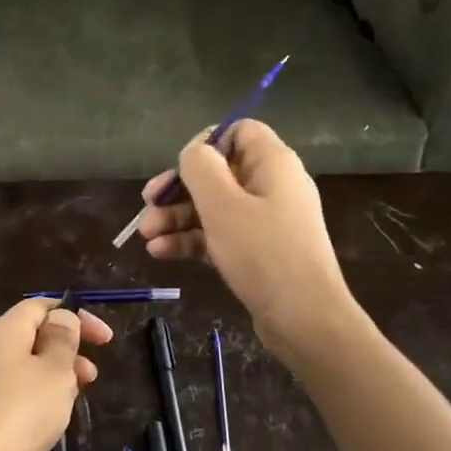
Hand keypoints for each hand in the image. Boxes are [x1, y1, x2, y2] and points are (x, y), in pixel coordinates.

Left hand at [0, 298, 112, 450]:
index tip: (104, 338)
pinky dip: (30, 400)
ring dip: (50, 378)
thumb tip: (60, 317)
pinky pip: (5, 396)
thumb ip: (63, 340)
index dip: (74, 315)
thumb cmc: (20, 414)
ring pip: (18, 369)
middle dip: (65, 351)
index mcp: (1, 332)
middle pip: (28, 338)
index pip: (38, 306)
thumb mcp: (55, 372)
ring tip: (73, 402)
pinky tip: (43, 424)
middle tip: (92, 376)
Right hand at [136, 120, 352, 353]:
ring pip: (213, 207)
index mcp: (273, 164)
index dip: (206, 143)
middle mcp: (272, 186)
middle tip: (146, 204)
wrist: (304, 318)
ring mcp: (266, 221)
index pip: (239, 132)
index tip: (179, 167)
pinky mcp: (258, 252)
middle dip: (178, 189)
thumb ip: (200, 168)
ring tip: (146, 237)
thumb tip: (192, 152)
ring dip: (177, 218)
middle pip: (219, 173)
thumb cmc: (262, 252)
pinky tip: (161, 253)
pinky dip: (191, 240)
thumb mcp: (223, 205)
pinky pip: (219, 235)